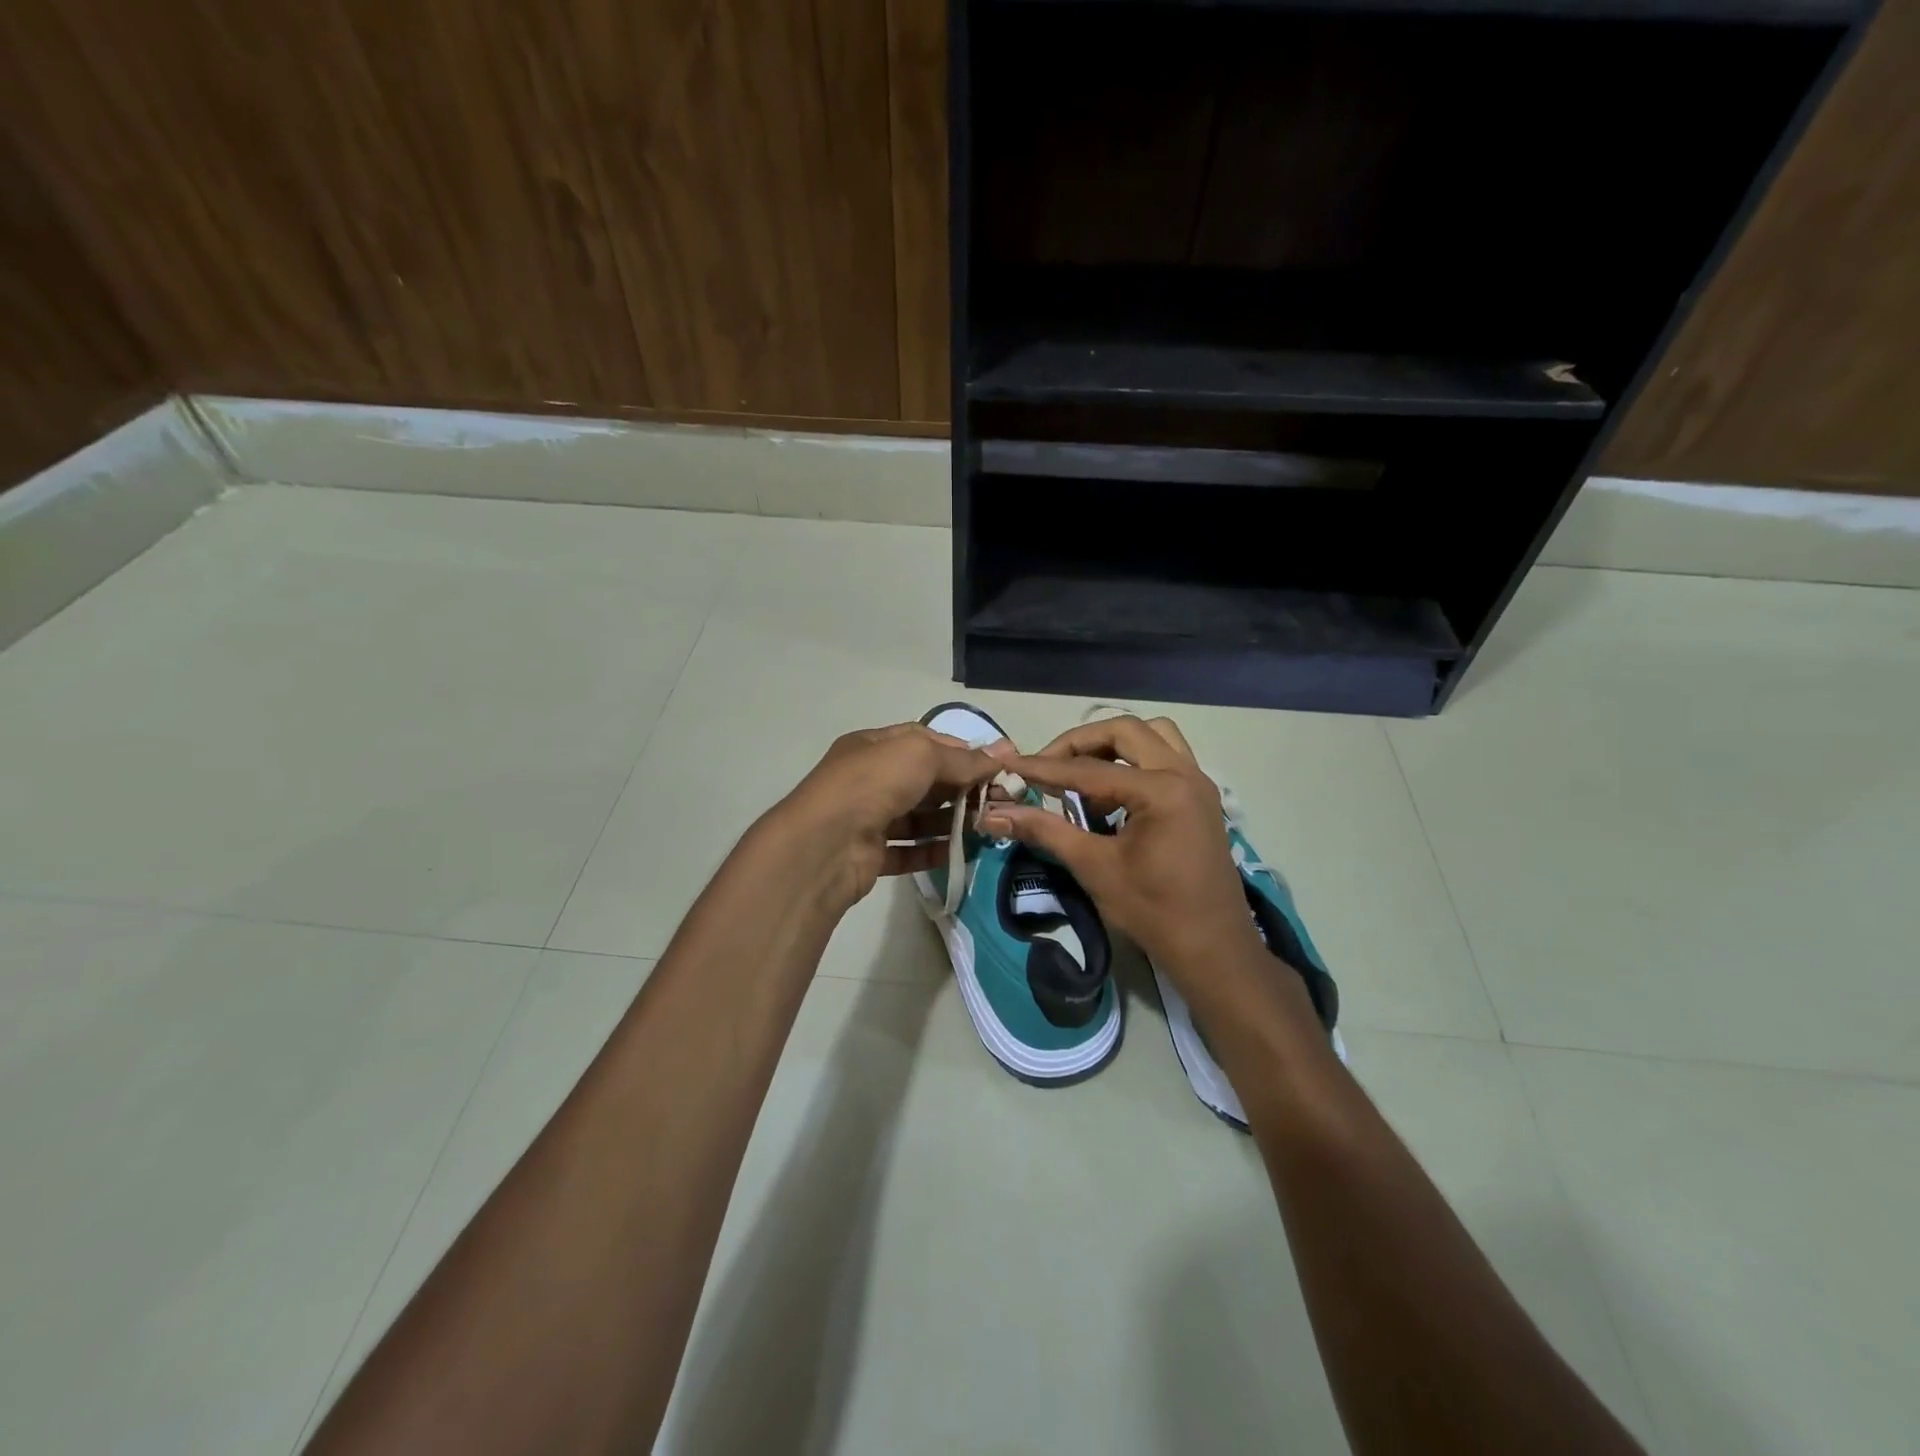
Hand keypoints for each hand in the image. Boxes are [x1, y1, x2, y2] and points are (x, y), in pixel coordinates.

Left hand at [769, 723, 1001, 911]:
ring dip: (951, 822)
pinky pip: (908, 851)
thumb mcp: (920, 756)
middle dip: (960, 788)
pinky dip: (933, 852)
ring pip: (917, 818)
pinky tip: (961, 853)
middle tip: (998, 801)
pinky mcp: (870, 855)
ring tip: (986, 828)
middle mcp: (869, 779)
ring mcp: (868, 818)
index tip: (993, 767)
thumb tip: (1003, 752)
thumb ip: (962, 758)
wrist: (825, 845)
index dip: (959, 751)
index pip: (923, 741)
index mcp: (873, 747)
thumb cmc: (872, 784)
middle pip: (923, 780)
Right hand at [983, 715, 1287, 1010]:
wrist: (1213, 950)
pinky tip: (1112, 796)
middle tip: (1047, 766)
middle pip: (1124, 731)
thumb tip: (994, 814)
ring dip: (1113, 746)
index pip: (1089, 769)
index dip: (1044, 768)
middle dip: (1080, 743)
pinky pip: (1166, 757)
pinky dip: (1135, 762)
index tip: (1011, 765)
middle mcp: (1184, 773)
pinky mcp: (1201, 797)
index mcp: (1161, 789)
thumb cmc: (1153, 911)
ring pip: (1152, 735)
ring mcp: (1198, 783)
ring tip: (1082, 774)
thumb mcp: (1094, 867)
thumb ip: (1045, 830)